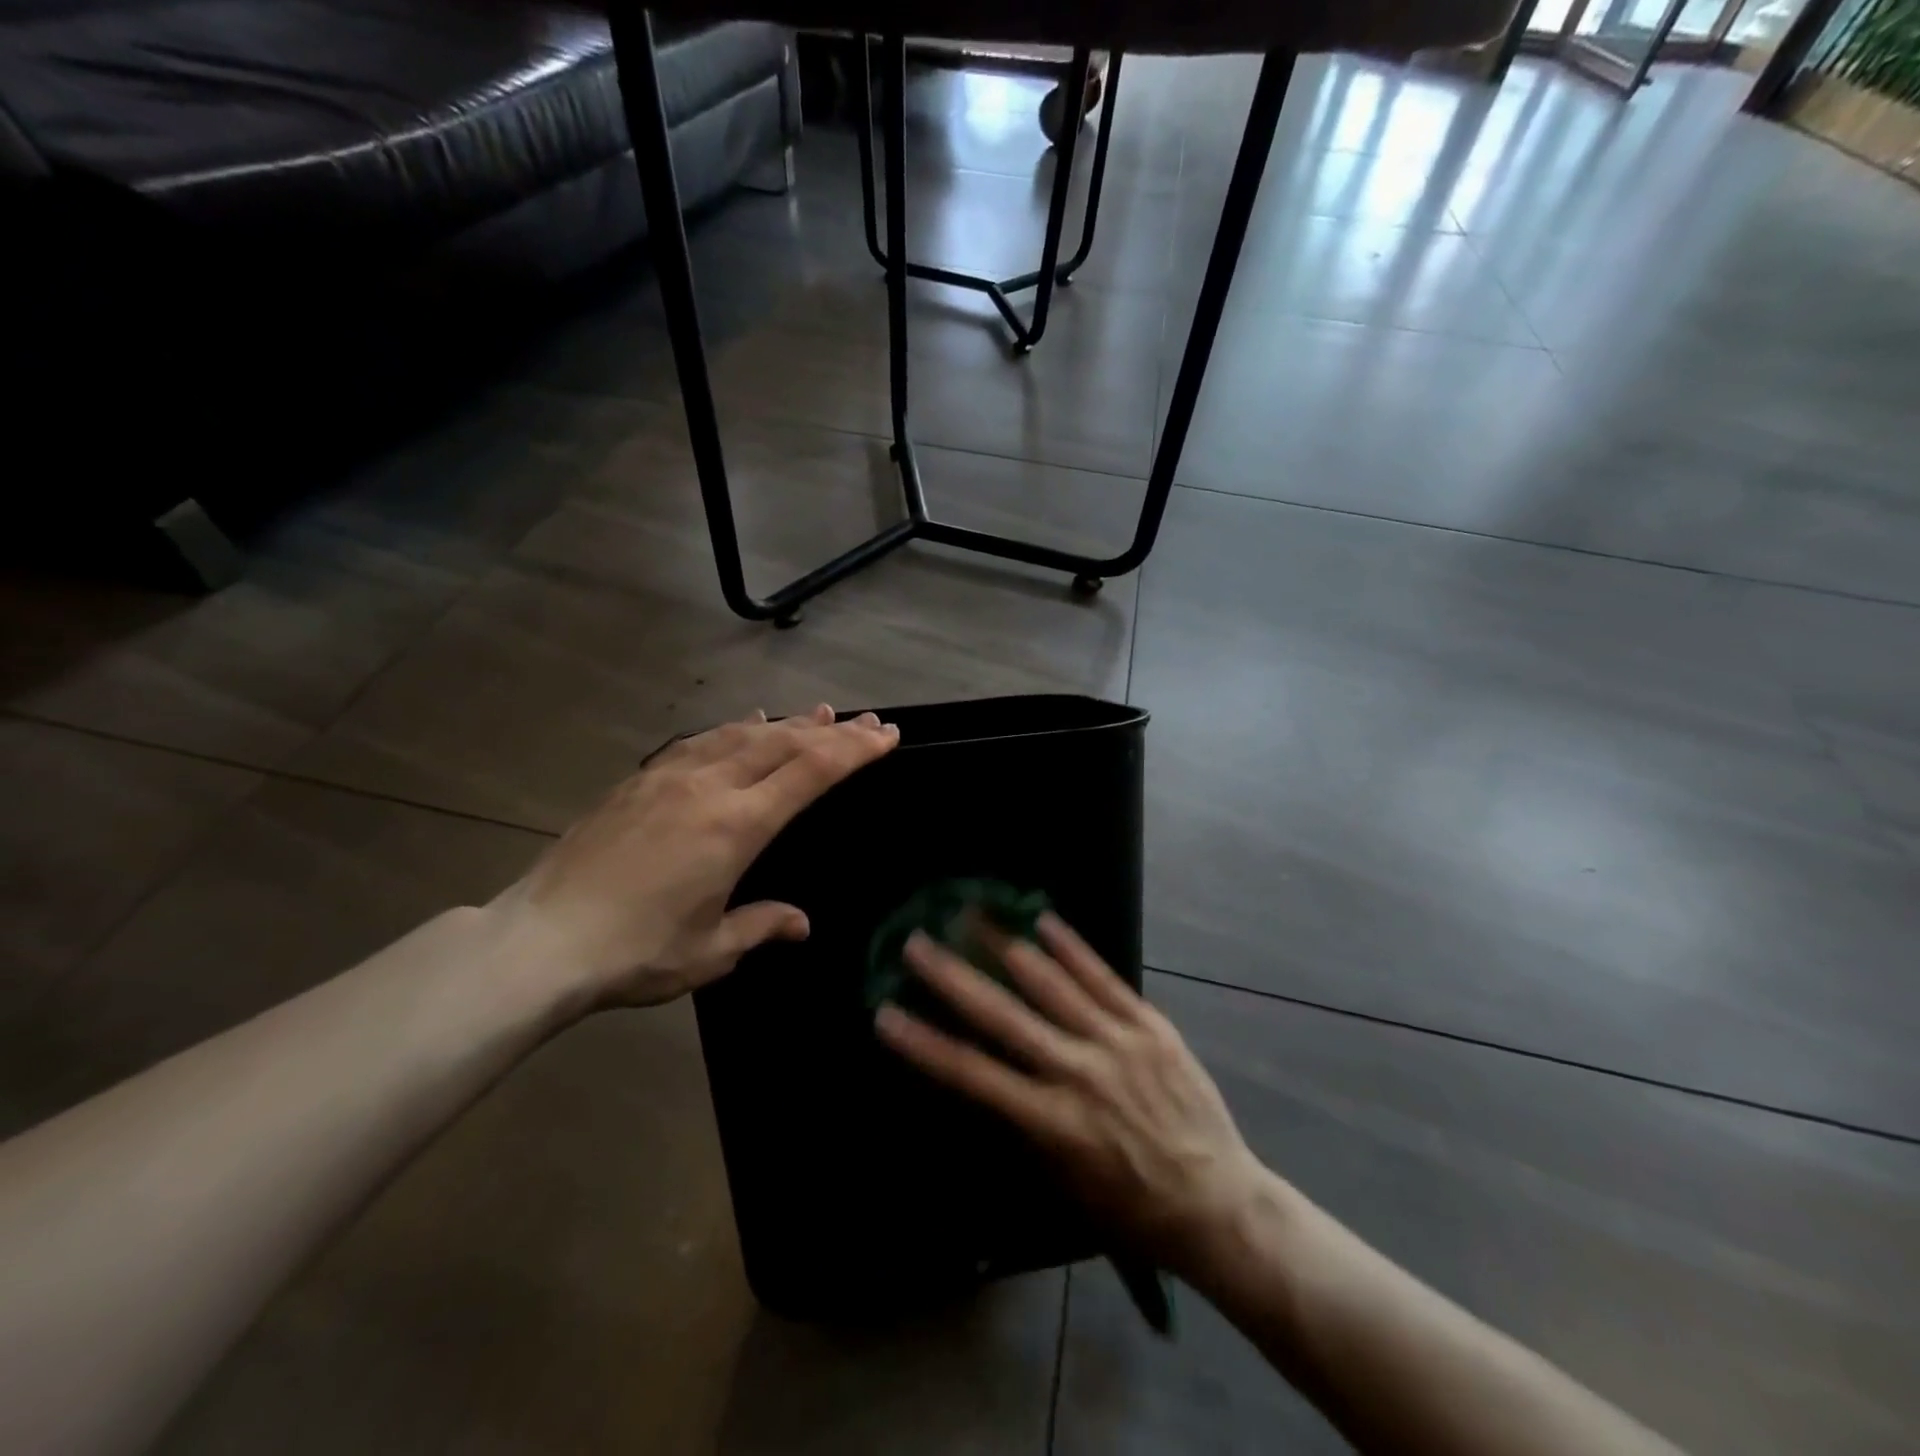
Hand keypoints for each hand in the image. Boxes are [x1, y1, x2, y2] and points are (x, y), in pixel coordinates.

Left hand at [490, 705, 898, 1008]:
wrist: (540, 940)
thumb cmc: (635, 952)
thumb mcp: (710, 952)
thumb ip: (760, 926)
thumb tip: (801, 924)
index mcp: (736, 826)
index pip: (811, 773)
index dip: (854, 751)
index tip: (885, 735)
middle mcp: (709, 787)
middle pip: (784, 743)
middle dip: (832, 731)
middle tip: (866, 721)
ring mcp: (670, 777)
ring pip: (743, 734)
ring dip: (787, 723)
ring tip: (818, 713)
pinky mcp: (639, 780)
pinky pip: (700, 741)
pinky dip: (735, 729)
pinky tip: (746, 723)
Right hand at [875, 915, 1268, 1276]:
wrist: (1218, 1202)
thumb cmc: (1132, 1206)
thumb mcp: (1063, 1181)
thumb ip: (1023, 1123)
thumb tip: (987, 1072)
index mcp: (1052, 1122)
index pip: (973, 1074)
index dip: (925, 1043)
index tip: (886, 1013)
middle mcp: (1078, 1072)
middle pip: (1003, 1016)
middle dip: (953, 977)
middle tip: (917, 942)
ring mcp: (1117, 1042)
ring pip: (1051, 984)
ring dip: (1005, 946)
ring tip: (971, 913)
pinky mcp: (1150, 1024)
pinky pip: (1103, 977)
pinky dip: (1071, 947)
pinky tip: (1043, 919)